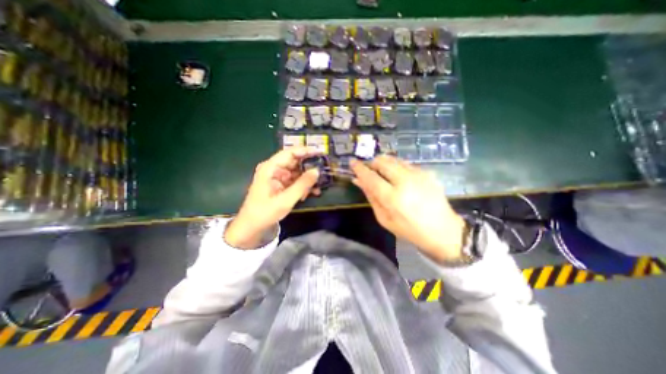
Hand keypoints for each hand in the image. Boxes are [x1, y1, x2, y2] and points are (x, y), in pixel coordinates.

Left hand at [225, 148, 320, 248]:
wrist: (252, 226)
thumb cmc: (265, 212)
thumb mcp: (286, 199)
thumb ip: (302, 184)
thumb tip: (317, 171)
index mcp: (270, 168)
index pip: (289, 153)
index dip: (305, 151)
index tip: (320, 152)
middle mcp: (273, 169)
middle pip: (294, 162)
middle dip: (309, 167)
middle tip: (323, 171)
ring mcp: (277, 177)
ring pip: (296, 172)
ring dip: (307, 179)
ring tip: (318, 186)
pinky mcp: (280, 184)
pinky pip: (294, 180)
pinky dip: (302, 185)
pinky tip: (310, 193)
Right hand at [351, 155, 463, 262]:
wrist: (443, 230)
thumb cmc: (409, 230)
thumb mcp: (384, 218)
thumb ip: (371, 197)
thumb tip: (358, 180)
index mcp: (393, 198)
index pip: (371, 177)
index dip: (359, 168)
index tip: (352, 162)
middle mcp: (405, 182)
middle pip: (383, 161)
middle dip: (372, 163)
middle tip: (369, 170)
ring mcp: (418, 175)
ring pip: (394, 159)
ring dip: (384, 163)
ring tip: (382, 172)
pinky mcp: (427, 173)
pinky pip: (405, 163)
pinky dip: (397, 166)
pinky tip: (398, 177)